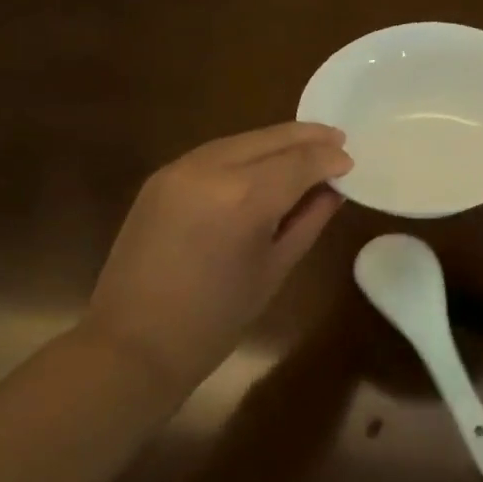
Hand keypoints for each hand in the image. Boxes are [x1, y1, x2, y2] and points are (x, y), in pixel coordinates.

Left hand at [86, 123, 351, 389]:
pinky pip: (214, 152)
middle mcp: (211, 169)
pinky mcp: (161, 177)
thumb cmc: (215, 321)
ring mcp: (180, 168)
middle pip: (270, 139)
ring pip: (241, 140)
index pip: (300, 162)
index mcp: (245, 198)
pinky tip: (262, 161)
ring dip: (276, 140)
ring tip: (306, 145)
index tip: (350, 162)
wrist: (132, 344)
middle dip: (307, 137)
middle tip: (337, 139)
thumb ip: (307, 221)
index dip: (329, 159)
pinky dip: (245, 151)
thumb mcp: (274, 270)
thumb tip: (331, 190)